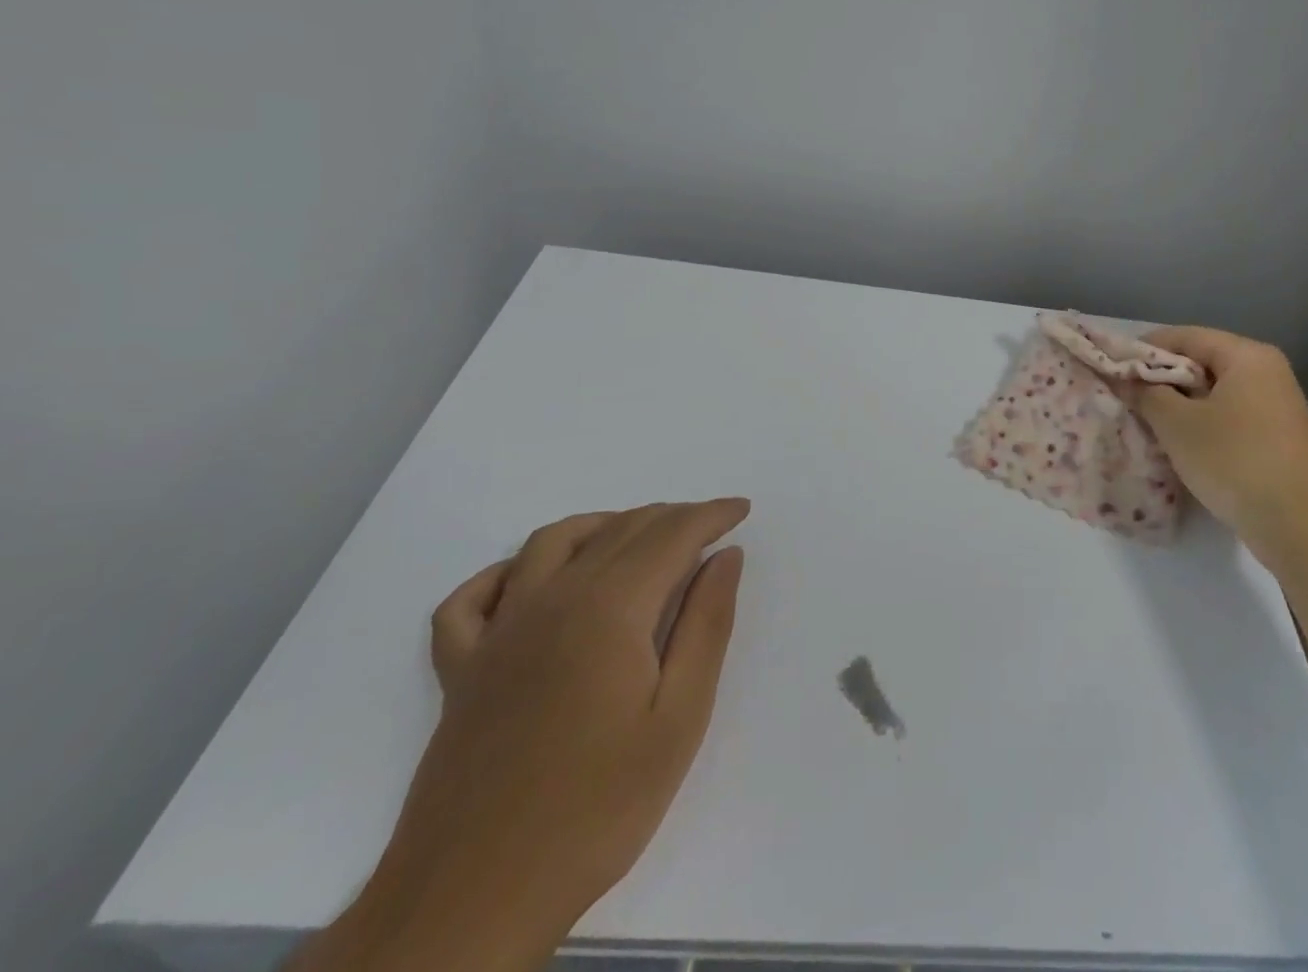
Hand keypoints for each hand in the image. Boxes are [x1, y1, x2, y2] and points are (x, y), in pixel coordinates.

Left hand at [328, 500, 749, 971]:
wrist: (473, 904)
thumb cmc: (596, 810)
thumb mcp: (679, 719)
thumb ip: (706, 625)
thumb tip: (725, 556)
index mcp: (609, 608)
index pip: (671, 535)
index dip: (711, 515)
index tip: (741, 509)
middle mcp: (551, 600)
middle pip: (619, 531)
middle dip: (671, 517)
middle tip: (707, 527)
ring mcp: (497, 633)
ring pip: (551, 542)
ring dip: (602, 525)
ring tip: (637, 537)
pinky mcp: (460, 672)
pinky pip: (473, 598)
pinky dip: (507, 572)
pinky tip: (532, 580)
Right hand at [1124, 327, 1307, 536]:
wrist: (1301, 526)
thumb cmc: (1234, 460)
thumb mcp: (1178, 425)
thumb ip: (1146, 394)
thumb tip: (1124, 379)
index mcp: (1246, 356)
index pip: (1185, 336)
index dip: (1144, 348)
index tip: (1113, 367)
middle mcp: (1265, 371)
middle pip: (1201, 362)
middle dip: (1160, 379)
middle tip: (1124, 396)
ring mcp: (1275, 405)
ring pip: (1213, 392)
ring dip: (1178, 404)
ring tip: (1144, 420)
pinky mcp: (1276, 436)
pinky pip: (1228, 415)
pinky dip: (1200, 423)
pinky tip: (1177, 443)